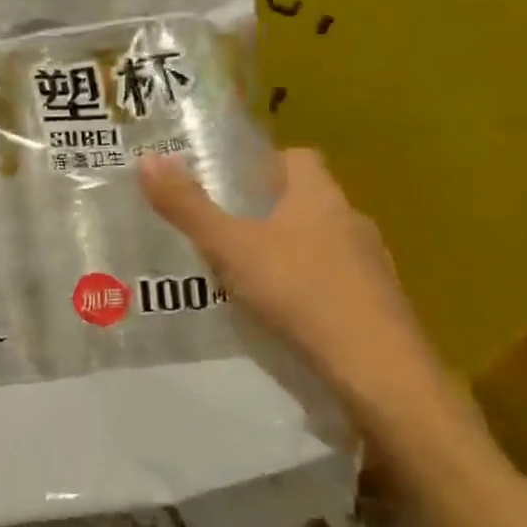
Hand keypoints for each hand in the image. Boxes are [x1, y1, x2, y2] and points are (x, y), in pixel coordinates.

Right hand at [138, 148, 444, 434]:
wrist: (378, 370)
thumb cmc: (300, 292)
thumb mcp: (230, 247)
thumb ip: (188, 207)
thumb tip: (148, 159)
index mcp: (319, 195)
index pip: (297, 157)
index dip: (262, 163)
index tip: (228, 183)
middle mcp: (351, 219)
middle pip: (307, 200)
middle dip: (268, 210)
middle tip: (224, 229)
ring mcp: (370, 263)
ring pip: (322, 241)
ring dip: (290, 250)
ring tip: (247, 274)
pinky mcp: (378, 303)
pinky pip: (336, 280)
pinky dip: (309, 287)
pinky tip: (284, 312)